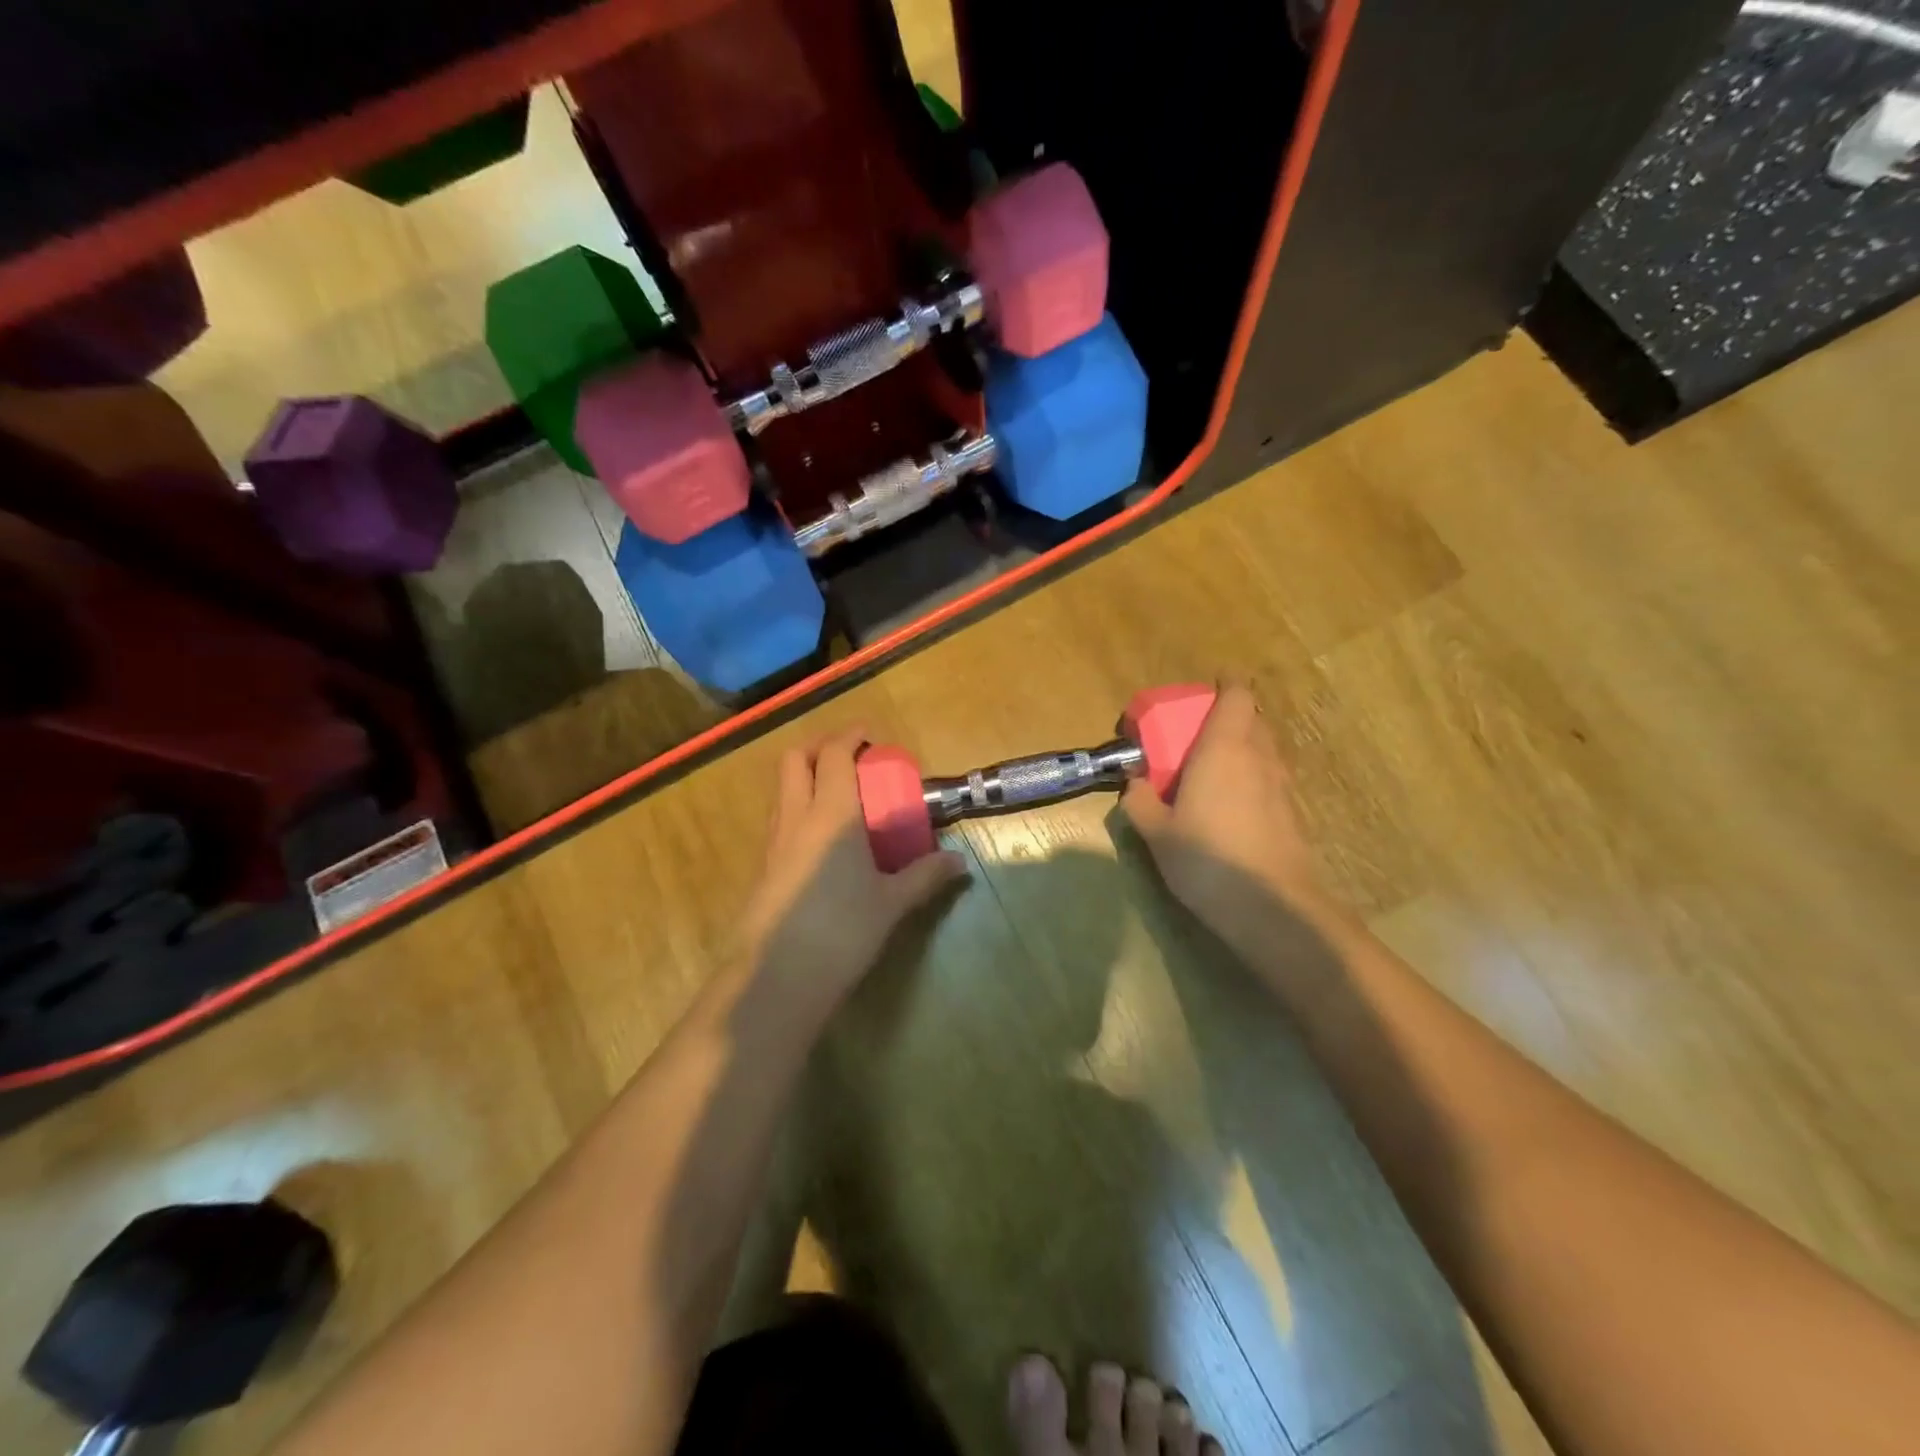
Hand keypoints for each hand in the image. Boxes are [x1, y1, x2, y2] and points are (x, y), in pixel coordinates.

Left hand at [742, 726, 968, 1003]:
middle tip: (848, 755)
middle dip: (819, 746)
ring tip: (837, 793)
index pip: (833, 755)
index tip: (868, 734)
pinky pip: (781, 819)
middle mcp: (797, 817)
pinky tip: (821, 838)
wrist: (777, 977)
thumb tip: (959, 863)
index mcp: (832, 813)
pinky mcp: (763, 867)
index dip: (849, 736)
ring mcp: (774, 842)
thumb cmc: (842, 930)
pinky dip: (799, 808)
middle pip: (795, 760)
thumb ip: (925, 876)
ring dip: (806, 776)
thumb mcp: (891, 903)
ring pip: (783, 789)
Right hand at [1121, 684, 1327, 935]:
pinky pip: (1269, 776)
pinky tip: (1230, 805)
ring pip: (1264, 748)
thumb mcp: (1157, 834)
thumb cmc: (1208, 860)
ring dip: (1241, 746)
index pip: (1236, 696)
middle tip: (1196, 733)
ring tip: (1211, 768)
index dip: (1225, 684)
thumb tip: (1134, 783)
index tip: (1206, 687)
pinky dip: (1251, 776)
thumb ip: (1140, 802)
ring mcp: (1281, 785)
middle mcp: (1258, 757)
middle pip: (1252, 718)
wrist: (1273, 908)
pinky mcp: (1291, 813)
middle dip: (1227, 716)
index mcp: (1224, 749)